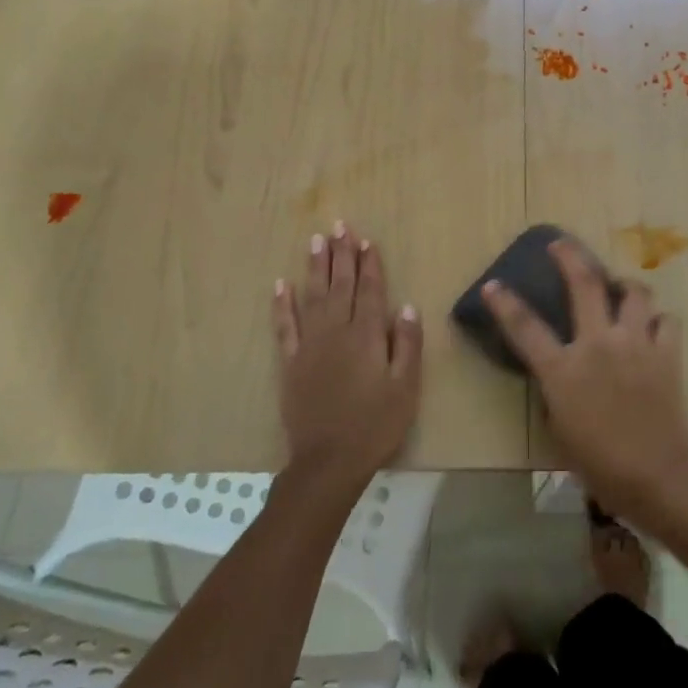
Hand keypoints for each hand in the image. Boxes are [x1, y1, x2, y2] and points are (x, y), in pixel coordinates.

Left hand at [272, 223, 422, 483]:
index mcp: (367, 336)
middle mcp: (337, 332)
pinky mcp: (290, 363)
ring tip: (316, 240)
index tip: (367, 240)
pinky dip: (282, 304)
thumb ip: (407, 345)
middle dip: (342, 254)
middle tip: (339, 225)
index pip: (371, 291)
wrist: (328, 461)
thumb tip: (406, 306)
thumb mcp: (405, 388)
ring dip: (315, 267)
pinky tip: (280, 284)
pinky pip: (285, 326)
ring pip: (313, 297)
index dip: (370, 264)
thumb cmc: (375, 425)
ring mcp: (310, 345)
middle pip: (340, 285)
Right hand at [483, 238, 687, 517]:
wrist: (656, 474)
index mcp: (563, 369)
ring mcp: (635, 344)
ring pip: (634, 293)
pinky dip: (658, 321)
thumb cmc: (599, 462)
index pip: (525, 327)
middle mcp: (598, 344)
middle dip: (570, 256)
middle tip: (561, 244)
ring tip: (620, 289)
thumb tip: (561, 372)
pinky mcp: (666, 352)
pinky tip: (653, 329)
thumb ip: (556, 391)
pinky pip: (666, 321)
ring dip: (625, 286)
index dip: (505, 303)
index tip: (493, 284)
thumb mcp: (560, 428)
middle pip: (584, 284)